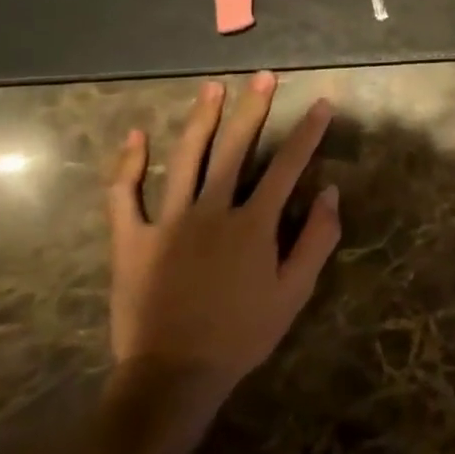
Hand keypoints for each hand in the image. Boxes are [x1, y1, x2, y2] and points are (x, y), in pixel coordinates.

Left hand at [106, 72, 340, 405]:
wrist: (173, 377)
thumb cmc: (241, 335)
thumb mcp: (294, 293)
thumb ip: (316, 239)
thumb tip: (330, 191)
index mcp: (253, 224)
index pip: (287, 166)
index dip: (308, 132)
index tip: (321, 103)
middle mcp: (212, 211)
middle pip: (235, 149)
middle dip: (253, 109)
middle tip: (263, 77)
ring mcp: (168, 222)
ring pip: (185, 158)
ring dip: (201, 120)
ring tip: (212, 88)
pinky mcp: (131, 240)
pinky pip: (124, 196)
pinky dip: (128, 164)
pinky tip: (135, 136)